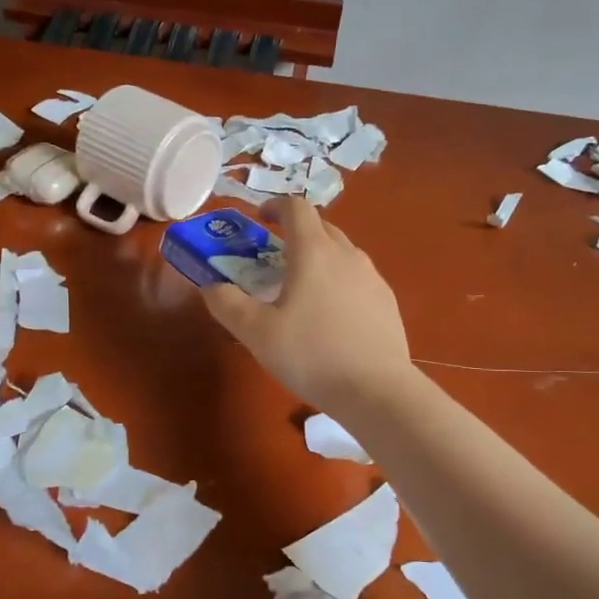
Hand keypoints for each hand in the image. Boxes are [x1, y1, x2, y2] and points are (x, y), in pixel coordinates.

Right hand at [202, 197, 414, 412]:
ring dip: (318, 258)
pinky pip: (357, 278)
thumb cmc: (311, 355)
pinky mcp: (387, 302)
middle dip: (295, 233)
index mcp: (313, 252)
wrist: (376, 391)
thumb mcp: (256, 333)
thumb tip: (211, 286)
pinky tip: (330, 316)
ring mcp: (372, 277)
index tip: (259, 220)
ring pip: (341, 253)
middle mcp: (347, 255)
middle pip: (321, 227)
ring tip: (300, 289)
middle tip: (272, 258)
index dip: (275, 207)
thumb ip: (227, 304)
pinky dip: (338, 282)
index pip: (296, 207)